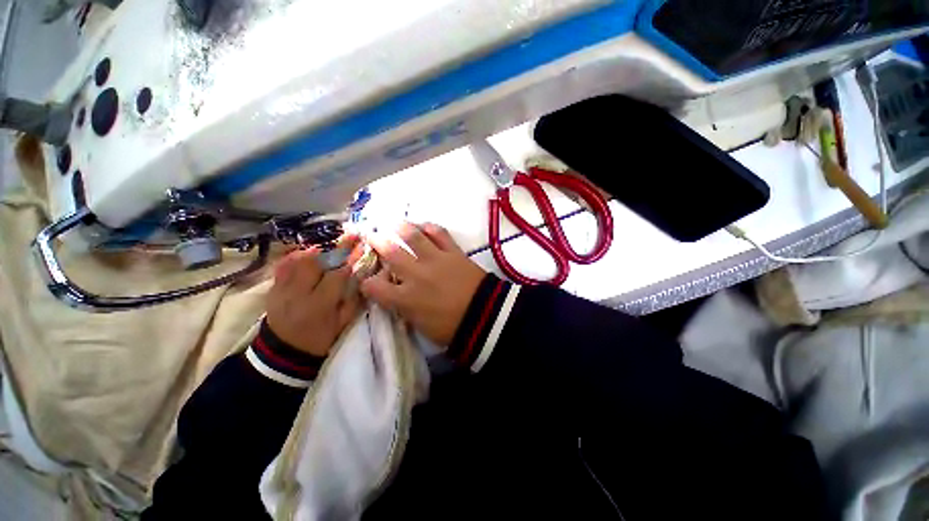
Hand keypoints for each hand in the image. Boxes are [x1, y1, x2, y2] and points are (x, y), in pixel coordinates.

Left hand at [266, 243, 361, 356]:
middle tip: (348, 237)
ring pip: (297, 260)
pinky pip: (283, 265)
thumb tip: (361, 275)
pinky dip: (296, 256)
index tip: (361, 248)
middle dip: (334, 248)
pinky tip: (307, 252)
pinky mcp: (272, 288)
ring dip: (316, 249)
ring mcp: (281, 289)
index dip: (350, 260)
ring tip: (329, 244)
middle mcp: (297, 293)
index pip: (336, 275)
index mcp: (318, 305)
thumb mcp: (343, 323)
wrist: (284, 352)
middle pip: (314, 262)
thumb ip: (353, 299)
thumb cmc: (319, 338)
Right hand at [360, 223, 485, 345]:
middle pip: (390, 252)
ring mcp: (435, 260)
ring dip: (401, 228)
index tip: (369, 280)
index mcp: (406, 298)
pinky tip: (424, 226)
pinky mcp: (453, 252)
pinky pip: (440, 233)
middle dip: (376, 242)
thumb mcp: (421, 325)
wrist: (484, 315)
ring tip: (395, 224)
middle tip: (372, 235)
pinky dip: (430, 227)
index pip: (374, 287)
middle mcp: (416, 274)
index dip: (367, 282)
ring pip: (413, 236)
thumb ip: (405, 309)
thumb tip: (396, 297)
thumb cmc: (451, 328)